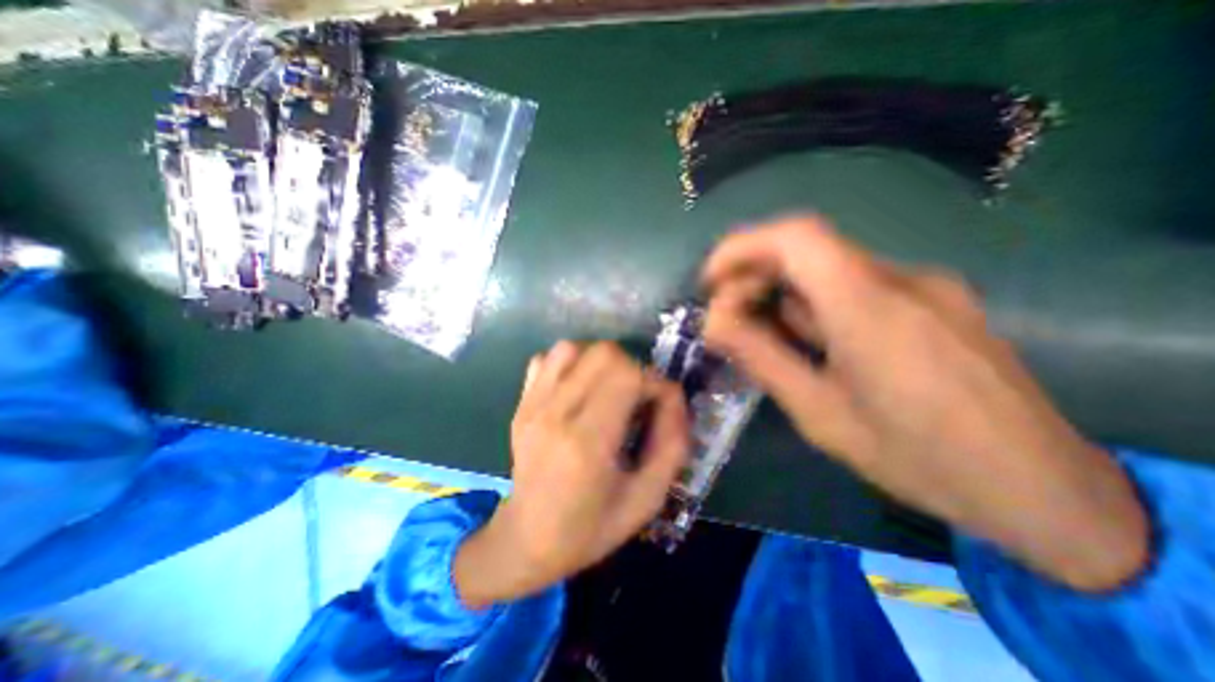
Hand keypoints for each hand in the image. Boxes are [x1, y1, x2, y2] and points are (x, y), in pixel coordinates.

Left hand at [451, 341, 686, 605]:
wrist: (526, 539)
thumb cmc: (591, 527)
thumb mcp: (647, 499)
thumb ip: (671, 444)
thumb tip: (672, 395)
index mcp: (587, 442)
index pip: (627, 376)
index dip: (653, 383)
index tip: (658, 405)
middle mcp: (556, 414)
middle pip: (603, 354)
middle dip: (631, 368)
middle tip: (636, 398)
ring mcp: (533, 405)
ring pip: (573, 348)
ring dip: (601, 361)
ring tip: (609, 388)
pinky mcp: (522, 403)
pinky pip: (547, 359)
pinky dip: (571, 362)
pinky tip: (579, 387)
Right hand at [705, 213, 1151, 591]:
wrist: (1047, 492)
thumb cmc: (918, 459)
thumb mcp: (819, 414)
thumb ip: (763, 359)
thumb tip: (714, 323)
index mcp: (870, 309)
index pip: (796, 237)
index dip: (741, 247)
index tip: (711, 282)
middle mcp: (901, 280)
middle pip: (806, 251)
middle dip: (755, 279)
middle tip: (730, 323)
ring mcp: (925, 286)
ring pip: (828, 271)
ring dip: (785, 296)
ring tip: (770, 341)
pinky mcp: (936, 300)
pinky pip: (855, 286)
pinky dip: (816, 304)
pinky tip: (816, 344)